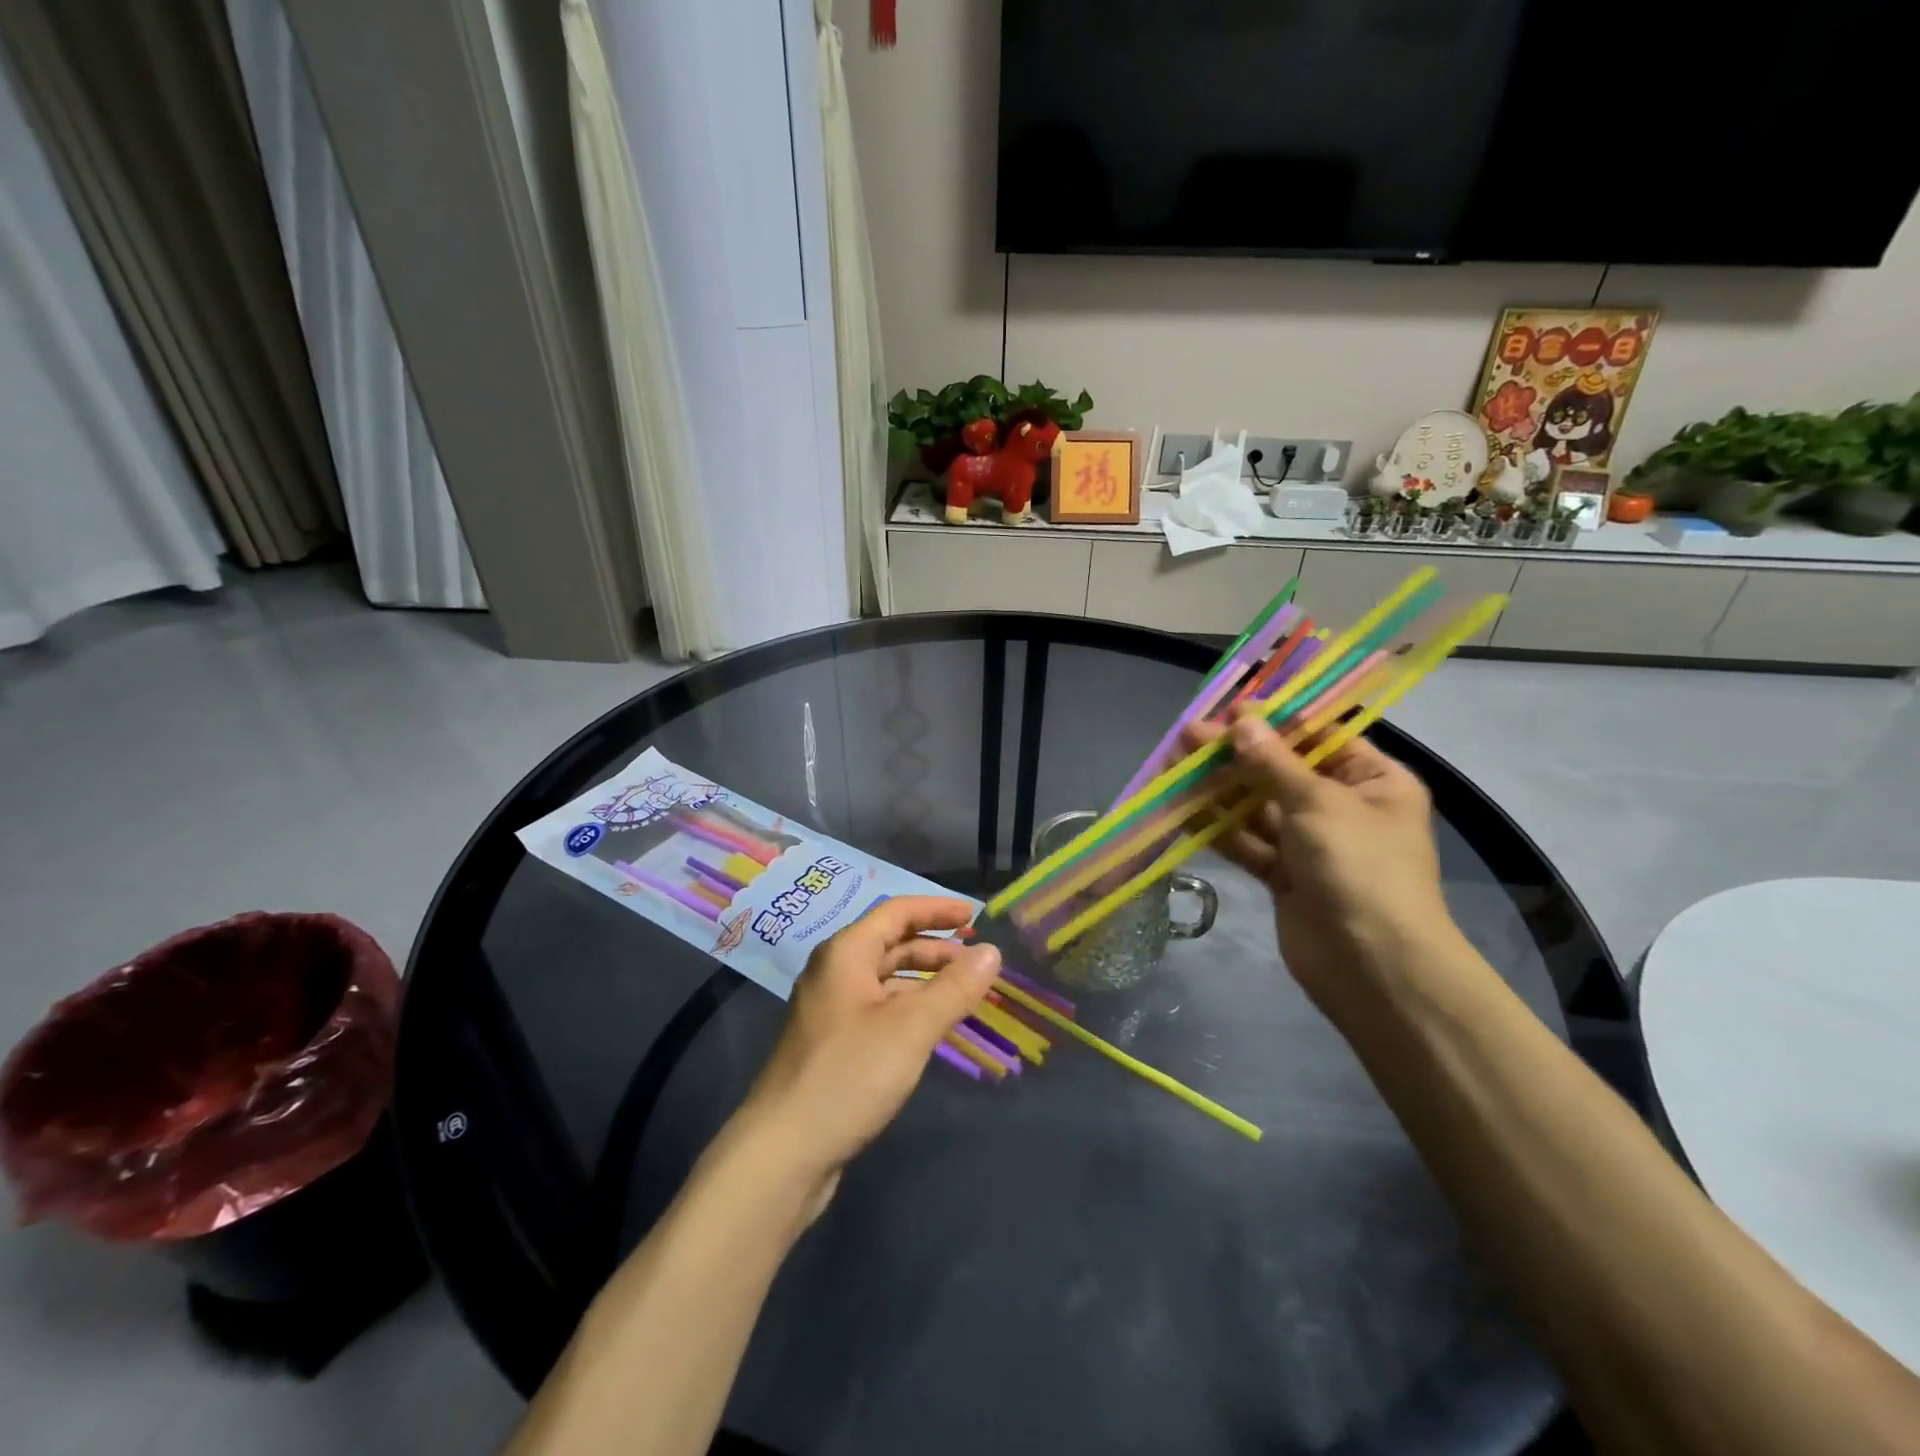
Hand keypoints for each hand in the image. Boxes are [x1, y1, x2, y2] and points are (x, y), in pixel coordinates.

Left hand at [734, 896, 1000, 1206]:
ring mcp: (830, 1009)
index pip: (897, 912)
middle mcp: (834, 972)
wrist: (783, 1152)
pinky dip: (909, 1007)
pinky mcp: (832, 1043)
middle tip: (978, 961)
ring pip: (885, 979)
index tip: (975, 916)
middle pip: (891, 944)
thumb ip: (954, 988)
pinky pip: (878, 1008)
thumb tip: (993, 952)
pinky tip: (931, 1027)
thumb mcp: (911, 1028)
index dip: (937, 910)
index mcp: (845, 953)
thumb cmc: (849, 1075)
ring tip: (964, 993)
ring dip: (924, 980)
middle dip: (936, 948)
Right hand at [1184, 707, 1454, 1014]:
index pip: (1317, 737)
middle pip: (1280, 770)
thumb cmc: (1360, 867)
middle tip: (1186, 738)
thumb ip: (1273, 762)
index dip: (1272, 721)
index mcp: (1372, 780)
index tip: (1227, 711)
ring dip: (1218, 789)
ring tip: (1174, 768)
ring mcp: (1311, 843)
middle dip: (1234, 755)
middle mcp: (1342, 806)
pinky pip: (1248, 841)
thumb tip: (1240, 722)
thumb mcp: (1318, 803)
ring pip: (1257, 806)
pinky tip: (1183, 810)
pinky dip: (1218, 828)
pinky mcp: (1283, 875)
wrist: (1373, 967)